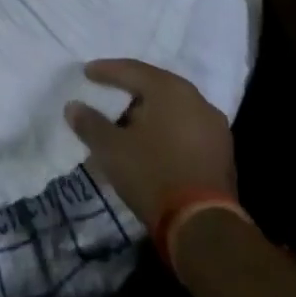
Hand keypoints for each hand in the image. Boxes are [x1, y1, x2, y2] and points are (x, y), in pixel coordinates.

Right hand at [65, 59, 235, 226]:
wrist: (203, 226)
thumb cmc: (152, 174)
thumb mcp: (110, 148)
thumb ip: (90, 123)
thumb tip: (73, 107)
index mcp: (170, 90)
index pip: (132, 70)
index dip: (106, 71)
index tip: (87, 72)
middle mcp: (197, 100)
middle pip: (155, 87)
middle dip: (129, 91)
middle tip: (107, 93)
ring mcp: (214, 127)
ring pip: (173, 109)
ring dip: (148, 113)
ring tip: (126, 122)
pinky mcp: (222, 153)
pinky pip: (185, 129)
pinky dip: (165, 130)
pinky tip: (149, 143)